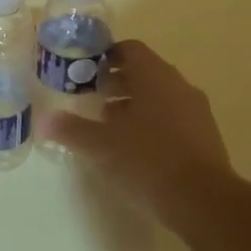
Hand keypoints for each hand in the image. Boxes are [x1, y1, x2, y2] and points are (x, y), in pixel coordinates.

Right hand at [37, 40, 237, 237]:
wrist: (203, 201)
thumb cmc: (147, 160)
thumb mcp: (100, 145)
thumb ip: (71, 129)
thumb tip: (45, 120)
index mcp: (154, 76)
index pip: (130, 49)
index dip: (106, 56)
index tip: (86, 71)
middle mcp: (178, 86)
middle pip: (145, 72)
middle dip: (117, 82)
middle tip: (92, 97)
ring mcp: (196, 111)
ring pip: (160, 96)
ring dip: (134, 104)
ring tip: (109, 125)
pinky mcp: (205, 136)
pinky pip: (173, 117)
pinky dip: (152, 122)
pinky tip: (135, 147)